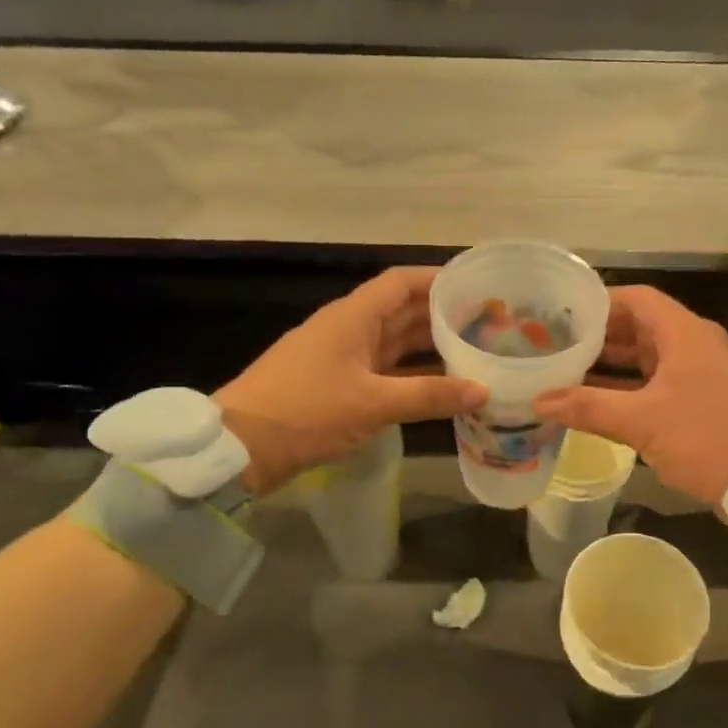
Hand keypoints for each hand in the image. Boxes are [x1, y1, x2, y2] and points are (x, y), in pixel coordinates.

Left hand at [214, 267, 484, 495]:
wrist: (240, 448)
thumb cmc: (306, 411)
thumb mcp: (372, 403)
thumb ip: (430, 395)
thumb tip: (483, 390)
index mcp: (353, 317)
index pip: (402, 282)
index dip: (438, 279)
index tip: (476, 286)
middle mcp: (349, 330)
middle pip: (403, 312)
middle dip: (442, 317)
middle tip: (487, 325)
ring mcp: (342, 359)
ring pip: (395, 344)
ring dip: (430, 349)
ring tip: (474, 354)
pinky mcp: (338, 387)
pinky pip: (385, 373)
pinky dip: (412, 378)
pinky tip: (441, 389)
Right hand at [533, 286, 727, 506]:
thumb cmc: (707, 438)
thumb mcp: (642, 422)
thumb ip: (588, 407)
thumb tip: (538, 401)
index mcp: (685, 333)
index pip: (636, 299)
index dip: (599, 303)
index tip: (562, 317)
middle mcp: (697, 345)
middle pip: (641, 328)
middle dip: (600, 339)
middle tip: (557, 349)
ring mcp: (707, 374)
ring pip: (651, 360)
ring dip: (614, 368)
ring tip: (570, 377)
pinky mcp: (711, 402)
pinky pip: (663, 385)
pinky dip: (633, 391)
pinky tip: (603, 408)